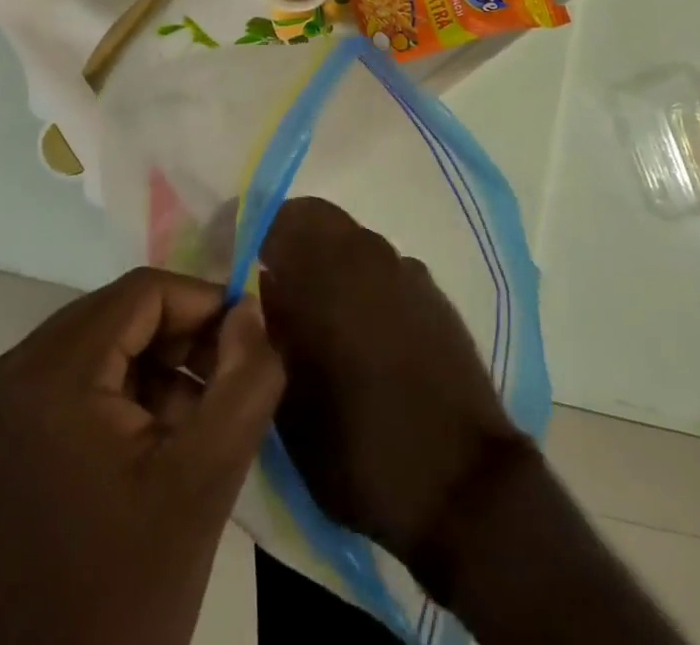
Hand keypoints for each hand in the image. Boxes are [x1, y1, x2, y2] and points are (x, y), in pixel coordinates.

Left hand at [0, 268, 284, 644]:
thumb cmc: (116, 602)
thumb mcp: (202, 485)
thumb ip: (245, 383)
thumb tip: (251, 312)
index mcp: (45, 378)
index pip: (142, 293)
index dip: (204, 305)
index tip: (245, 346)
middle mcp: (2, 376)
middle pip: (115, 316)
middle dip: (178, 342)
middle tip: (223, 390)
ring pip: (93, 346)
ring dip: (150, 371)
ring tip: (190, 429)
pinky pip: (65, 383)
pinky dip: (114, 397)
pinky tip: (147, 449)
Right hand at [259, 198, 533, 579]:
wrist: (460, 481)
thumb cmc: (358, 446)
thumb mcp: (288, 399)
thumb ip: (269, 329)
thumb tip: (260, 288)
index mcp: (326, 271)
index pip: (279, 218)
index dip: (254, 234)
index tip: (239, 263)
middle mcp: (367, 254)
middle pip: (318, 220)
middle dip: (291, 244)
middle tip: (275, 287)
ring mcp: (406, 270)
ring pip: (353, 243)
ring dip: (329, 263)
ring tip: (318, 315)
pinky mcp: (433, 293)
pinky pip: (384, 269)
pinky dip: (364, 283)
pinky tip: (364, 332)